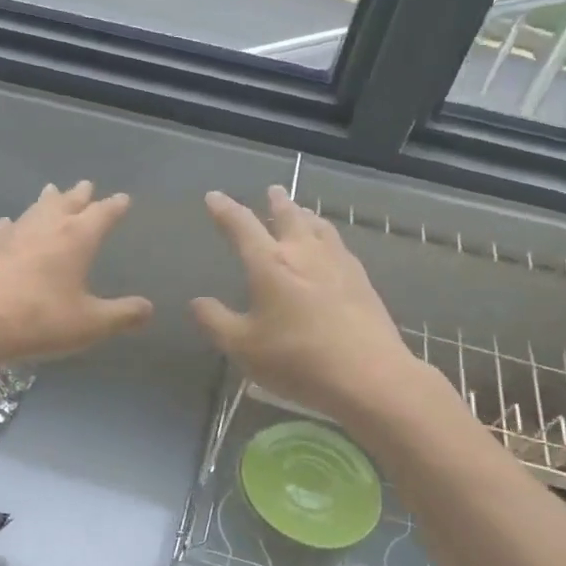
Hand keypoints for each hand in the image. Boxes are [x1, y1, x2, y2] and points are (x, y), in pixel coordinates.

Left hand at [0, 181, 152, 364]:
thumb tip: (148, 309)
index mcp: (77, 238)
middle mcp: (46, 227)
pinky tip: (7, 224)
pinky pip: (3, 228)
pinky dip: (11, 224)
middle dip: (80, 195)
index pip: (102, 214)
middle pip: (67, 203)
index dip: (115, 206)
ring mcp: (13, 234)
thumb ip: (121, 315)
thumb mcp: (89, 324)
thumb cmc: (39, 319)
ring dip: (47, 200)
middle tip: (86, 184)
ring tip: (52, 191)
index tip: (123, 198)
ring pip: (35, 209)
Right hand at [193, 186, 437, 420]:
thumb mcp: (242, 347)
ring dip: (306, 215)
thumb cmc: (296, 359)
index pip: (241, 226)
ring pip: (320, 227)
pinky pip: (340, 246)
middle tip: (272, 190)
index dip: (225, 210)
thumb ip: (216, 321)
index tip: (214, 197)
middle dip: (277, 202)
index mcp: (270, 264)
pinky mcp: (362, 281)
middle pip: (289, 217)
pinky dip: (328, 237)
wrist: (368, 375)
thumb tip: (198, 302)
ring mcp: (338, 264)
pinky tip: (332, 249)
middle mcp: (304, 253)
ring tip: (302, 212)